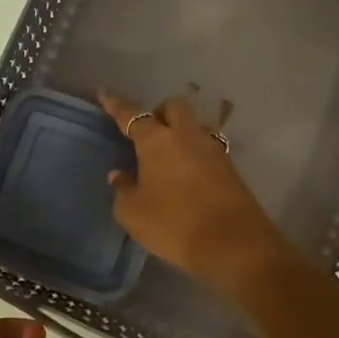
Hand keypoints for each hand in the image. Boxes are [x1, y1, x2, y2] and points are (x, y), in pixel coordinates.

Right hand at [96, 92, 288, 292]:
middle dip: (159, 113)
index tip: (105, 94)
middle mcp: (186, 135)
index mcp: (156, 140)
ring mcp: (212, 149)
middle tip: (148, 133)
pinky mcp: (230, 168)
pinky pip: (206, 150)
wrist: (233, 243)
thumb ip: (123, 190)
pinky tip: (186, 175)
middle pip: (173, 107)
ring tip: (169, 158)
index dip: (116, 104)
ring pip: (194, 126)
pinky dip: (194, 155)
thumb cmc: (173, 223)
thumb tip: (120, 176)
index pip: (131, 114)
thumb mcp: (133, 213)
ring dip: (180, 134)